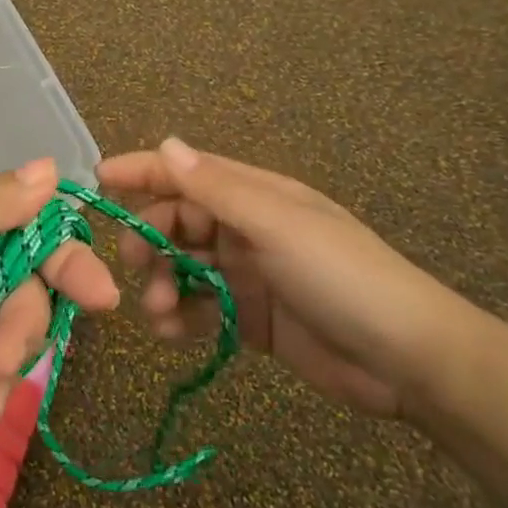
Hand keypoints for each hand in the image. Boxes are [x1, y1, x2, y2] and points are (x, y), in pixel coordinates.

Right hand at [98, 139, 473, 418]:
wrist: (410, 362)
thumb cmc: (342, 277)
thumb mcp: (277, 226)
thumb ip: (216, 189)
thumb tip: (166, 145)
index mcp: (253, 196)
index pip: (184, 173)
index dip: (141, 172)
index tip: (97, 182)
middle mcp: (244, 229)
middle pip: (175, 223)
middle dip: (149, 241)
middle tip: (134, 267)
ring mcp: (246, 274)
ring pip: (182, 268)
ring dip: (160, 284)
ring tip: (158, 312)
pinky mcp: (249, 318)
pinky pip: (199, 309)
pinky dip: (180, 319)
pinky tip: (172, 335)